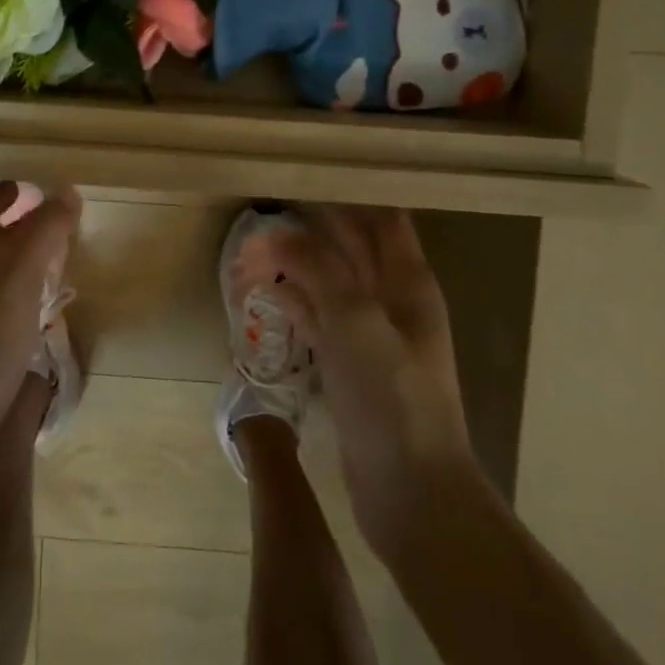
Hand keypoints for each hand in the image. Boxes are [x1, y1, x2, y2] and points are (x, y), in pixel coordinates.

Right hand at [278, 206, 475, 553]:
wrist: (411, 491)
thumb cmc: (391, 396)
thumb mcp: (355, 321)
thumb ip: (319, 269)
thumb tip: (278, 234)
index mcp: (407, 282)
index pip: (382, 218)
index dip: (350, 193)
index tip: (307, 173)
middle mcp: (392, 300)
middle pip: (350, 248)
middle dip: (311, 228)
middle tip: (265, 209)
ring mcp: (371, 335)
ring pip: (330, 284)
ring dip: (296, 267)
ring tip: (253, 252)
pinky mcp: (351, 366)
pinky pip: (319, 320)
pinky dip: (294, 305)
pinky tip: (266, 296)